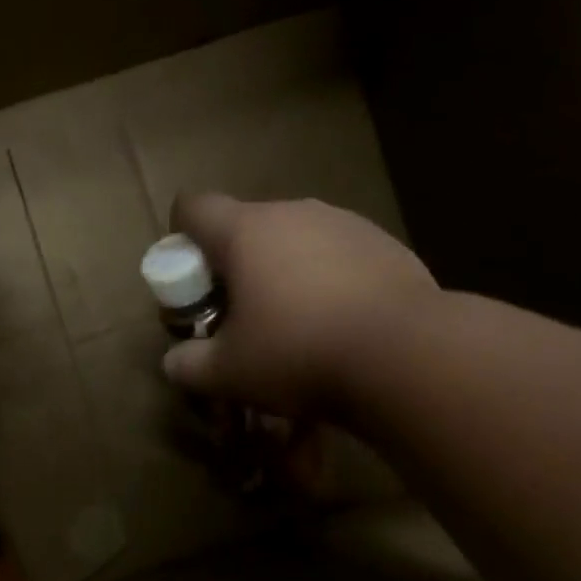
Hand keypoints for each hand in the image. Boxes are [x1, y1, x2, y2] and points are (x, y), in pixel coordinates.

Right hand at [162, 193, 437, 418]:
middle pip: (246, 225)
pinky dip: (328, 280)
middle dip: (235, 265)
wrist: (406, 355)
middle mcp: (294, 212)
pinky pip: (338, 255)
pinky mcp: (386, 244)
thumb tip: (174, 363)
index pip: (193, 207)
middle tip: (240, 314)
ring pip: (296, 239)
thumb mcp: (228, 373)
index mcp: (246, 231)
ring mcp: (345, 223)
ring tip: (295, 323)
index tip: (189, 276)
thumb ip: (189, 366)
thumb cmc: (300, 353)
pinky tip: (340, 324)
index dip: (180, 236)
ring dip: (283, 271)